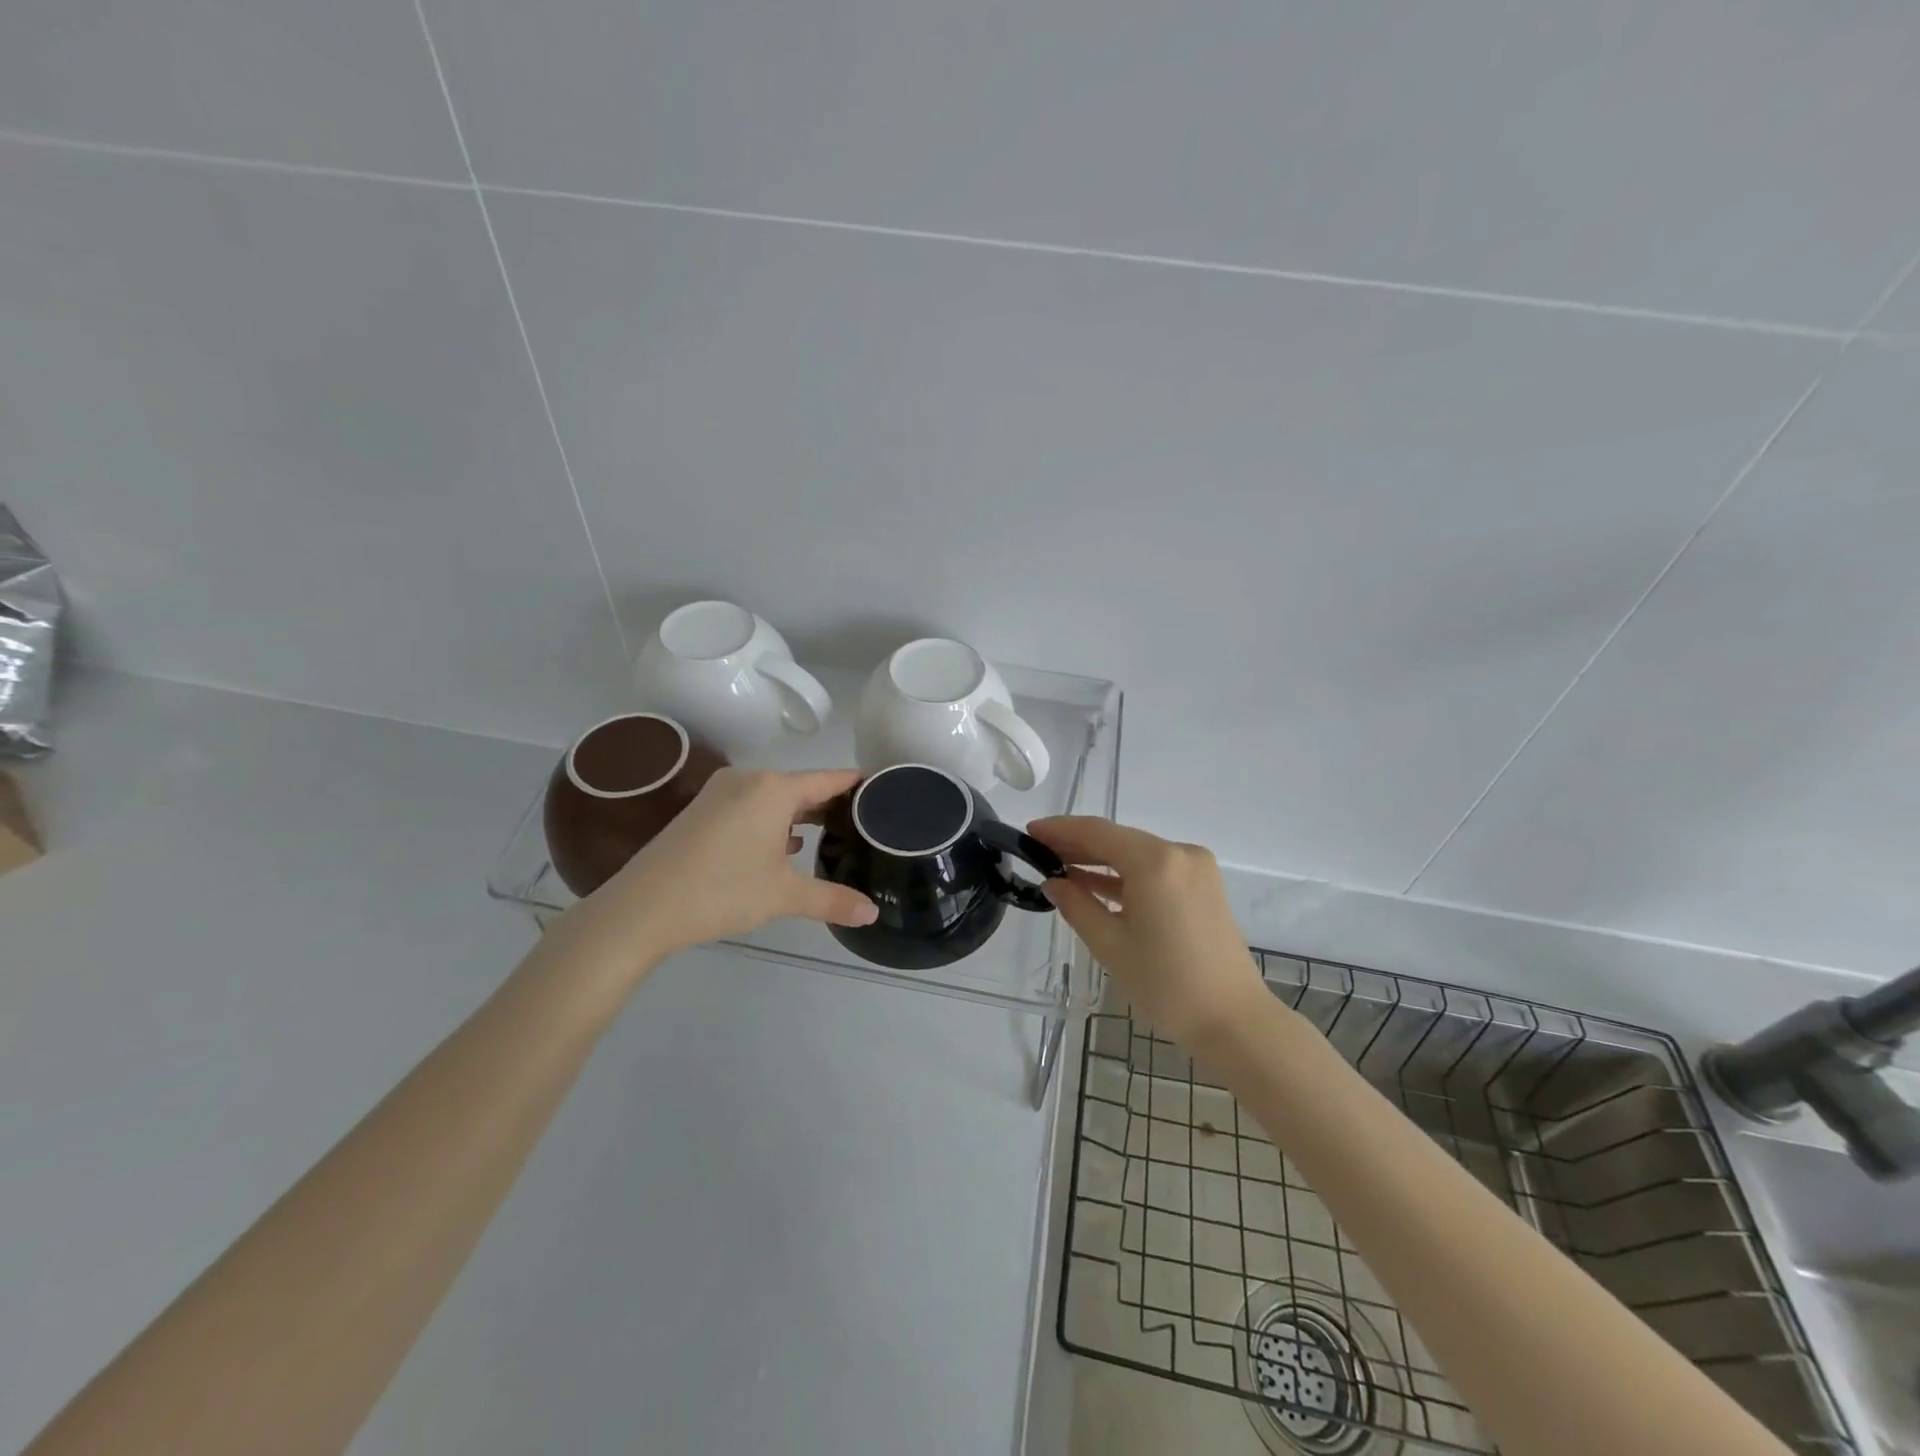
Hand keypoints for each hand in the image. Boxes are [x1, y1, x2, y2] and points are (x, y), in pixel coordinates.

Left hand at [548, 768, 877, 977]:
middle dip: (830, 804)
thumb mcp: (783, 896)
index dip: (856, 784)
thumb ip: (832, 900)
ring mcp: (720, 793)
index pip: (828, 779)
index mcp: (773, 789)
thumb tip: (872, 913)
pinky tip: (784, 846)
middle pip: (801, 786)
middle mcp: (748, 780)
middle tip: (863, 822)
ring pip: (774, 798)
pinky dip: (772, 821)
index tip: (882, 789)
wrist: (642, 908)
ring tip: (831, 835)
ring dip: (800, 815)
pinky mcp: (701, 811)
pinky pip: (751, 806)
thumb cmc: (722, 891)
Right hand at [1028, 817, 1271, 1052]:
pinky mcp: (1203, 886)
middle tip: (1038, 852)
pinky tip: (1094, 885)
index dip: (1060, 829)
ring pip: (1136, 854)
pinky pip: (1155, 870)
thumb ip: (1077, 906)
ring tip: (1059, 869)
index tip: (1029, 832)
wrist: (1234, 1020)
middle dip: (1077, 844)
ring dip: (1100, 861)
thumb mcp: (1111, 945)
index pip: (1097, 832)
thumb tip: (1053, 883)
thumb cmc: (1167, 985)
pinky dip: (1125, 877)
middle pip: (1118, 839)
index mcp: (1156, 862)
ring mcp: (1195, 868)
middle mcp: (1179, 853)